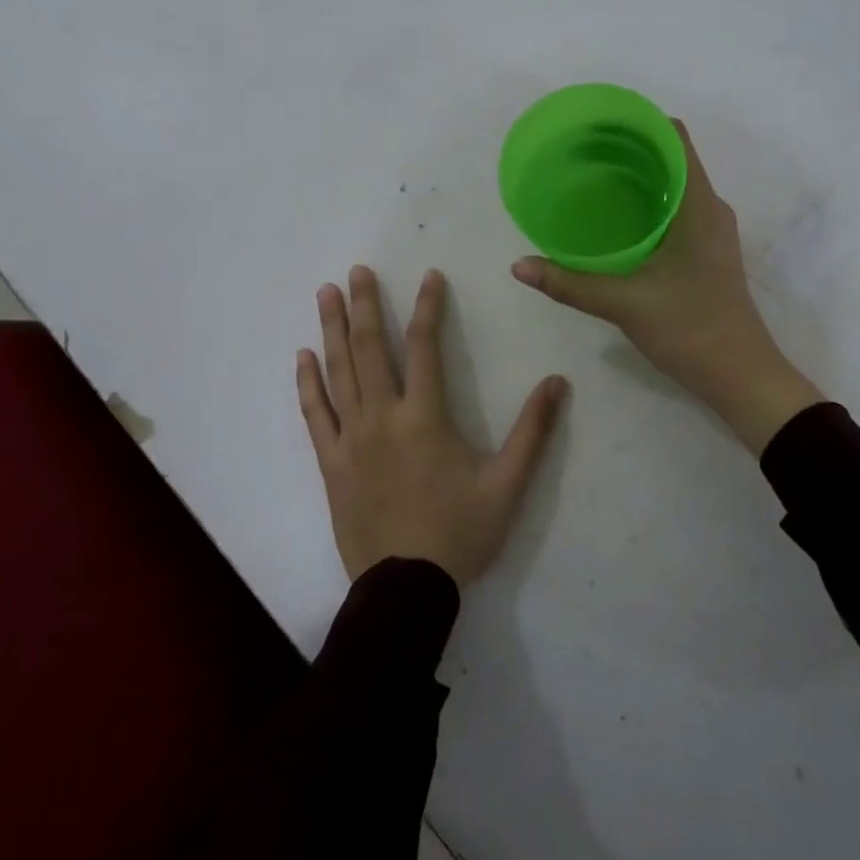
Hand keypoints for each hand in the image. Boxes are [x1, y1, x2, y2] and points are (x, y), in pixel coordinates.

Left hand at [298, 265, 566, 585]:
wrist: (406, 588)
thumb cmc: (460, 534)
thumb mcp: (508, 485)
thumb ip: (532, 431)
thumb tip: (557, 381)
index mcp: (425, 418)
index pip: (425, 347)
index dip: (429, 307)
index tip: (429, 276)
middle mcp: (382, 417)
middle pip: (370, 349)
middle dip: (364, 305)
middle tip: (357, 271)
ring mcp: (350, 439)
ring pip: (338, 373)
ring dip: (331, 330)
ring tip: (325, 293)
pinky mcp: (331, 462)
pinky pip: (314, 414)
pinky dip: (308, 383)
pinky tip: (303, 357)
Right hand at [510, 121, 823, 454]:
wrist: (741, 376)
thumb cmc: (690, 329)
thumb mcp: (623, 303)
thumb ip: (569, 283)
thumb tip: (518, 266)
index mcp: (699, 205)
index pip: (674, 138)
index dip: (637, 122)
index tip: (595, 123)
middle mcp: (709, 209)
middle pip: (670, 157)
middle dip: (627, 148)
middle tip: (579, 151)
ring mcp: (711, 231)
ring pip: (672, 185)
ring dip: (636, 175)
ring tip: (590, 177)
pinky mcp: (705, 252)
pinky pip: (674, 210)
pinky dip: (645, 202)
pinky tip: (613, 220)